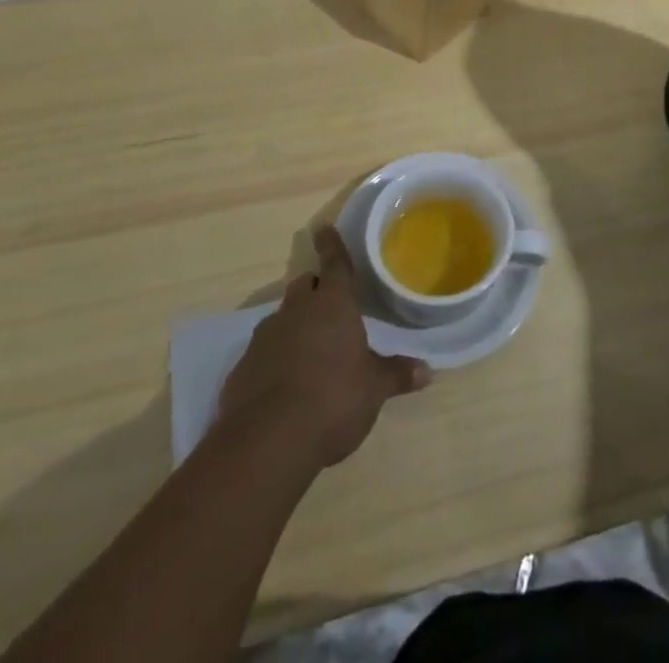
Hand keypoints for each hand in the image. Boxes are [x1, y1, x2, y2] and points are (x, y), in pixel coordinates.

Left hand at [217, 227, 431, 468]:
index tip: (323, 227)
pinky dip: (275, 359)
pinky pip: (263, 352)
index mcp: (332, 304)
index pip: (334, 264)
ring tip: (310, 349)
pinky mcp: (242, 368)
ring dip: (295, 325)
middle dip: (315, 289)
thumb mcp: (373, 389)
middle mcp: (296, 311)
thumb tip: (426, 371)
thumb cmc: (333, 399)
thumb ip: (396, 374)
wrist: (267, 442)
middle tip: (329, 303)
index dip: (332, 245)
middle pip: (304, 286)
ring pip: (282, 318)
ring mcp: (264, 338)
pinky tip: (284, 384)